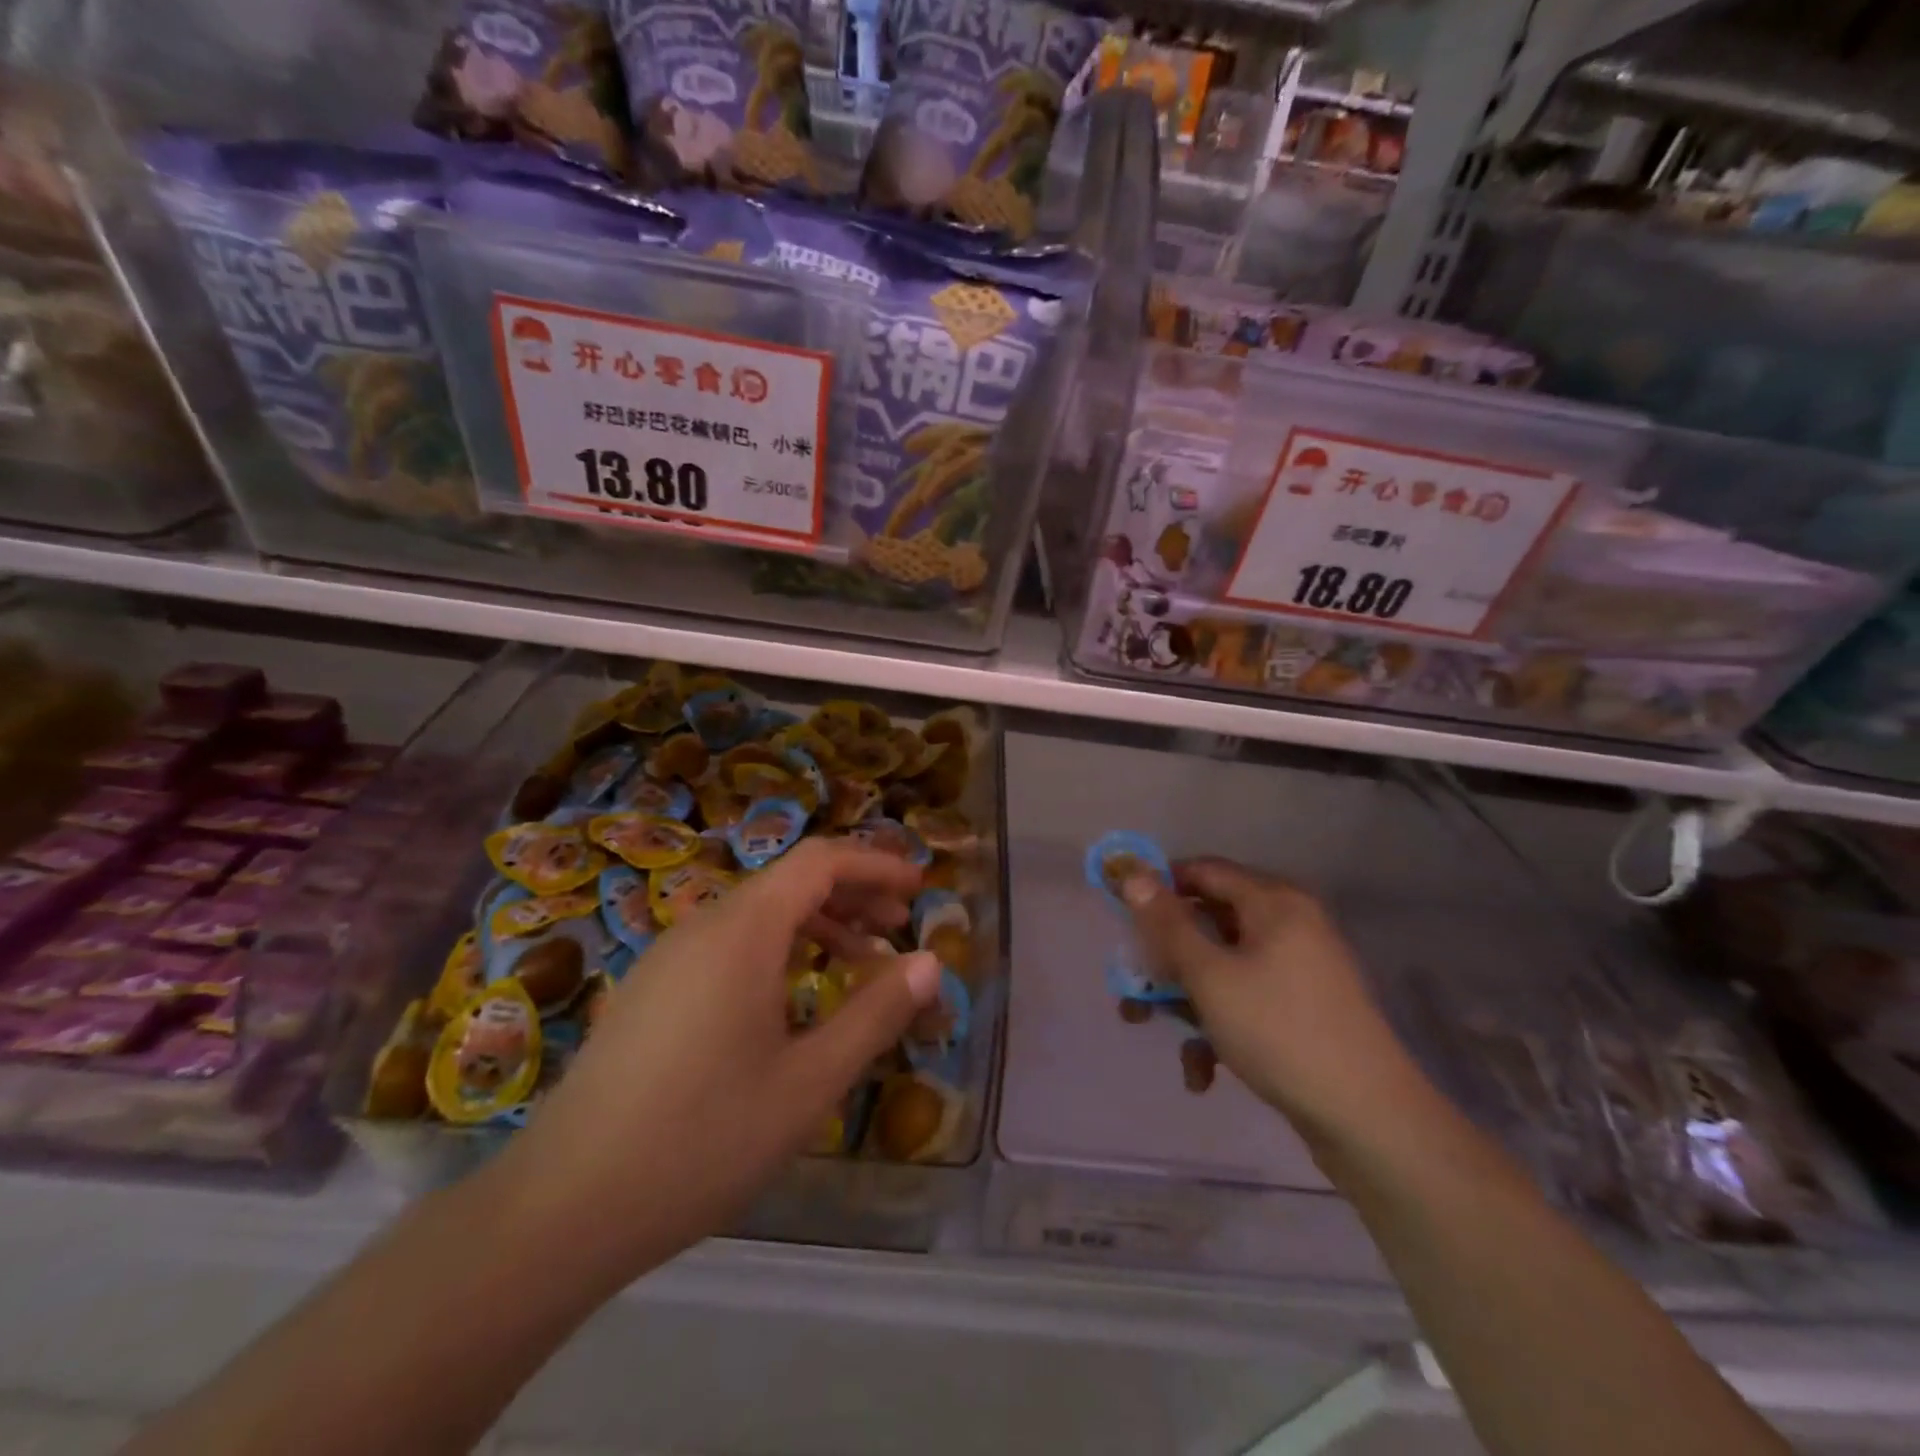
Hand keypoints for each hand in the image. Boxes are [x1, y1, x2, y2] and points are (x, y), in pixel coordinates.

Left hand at [496, 839, 940, 1279]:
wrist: (562, 1208)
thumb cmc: (703, 1139)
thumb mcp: (809, 1081)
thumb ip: (875, 1014)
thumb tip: (930, 962)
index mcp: (742, 930)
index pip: (820, 861)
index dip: (875, 864)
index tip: (918, 888)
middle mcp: (702, 925)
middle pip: (789, 881)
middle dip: (852, 896)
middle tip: (899, 930)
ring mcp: (668, 957)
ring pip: (757, 914)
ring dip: (816, 925)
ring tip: (859, 965)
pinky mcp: (650, 990)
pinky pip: (727, 945)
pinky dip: (777, 950)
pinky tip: (791, 1000)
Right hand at [1123, 858, 1434, 1142]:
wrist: (1368, 1120)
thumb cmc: (1279, 1030)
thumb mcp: (1209, 975)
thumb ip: (1167, 923)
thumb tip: (1133, 874)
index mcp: (1273, 902)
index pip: (1202, 870)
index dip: (1158, 887)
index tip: (1121, 916)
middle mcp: (1289, 925)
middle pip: (1209, 922)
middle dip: (1164, 956)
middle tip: (1130, 983)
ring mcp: (1299, 969)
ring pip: (1222, 966)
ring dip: (1184, 997)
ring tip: (1150, 1030)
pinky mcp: (1301, 1009)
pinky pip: (1246, 999)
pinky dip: (1218, 1026)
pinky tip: (1202, 1072)